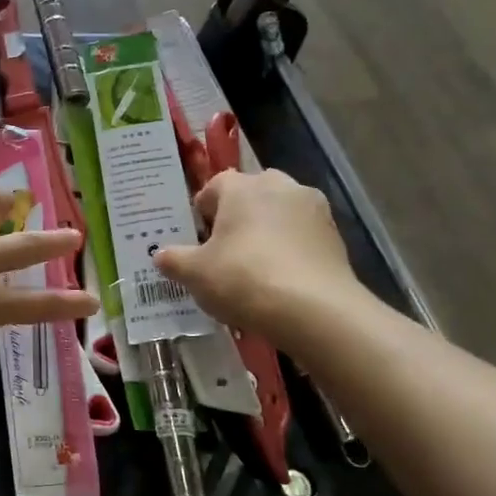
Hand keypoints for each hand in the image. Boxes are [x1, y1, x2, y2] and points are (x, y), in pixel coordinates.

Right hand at [152, 169, 362, 342]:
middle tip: (224, 251)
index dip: (202, 211)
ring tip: (255, 268)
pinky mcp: (335, 235)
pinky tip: (282, 280)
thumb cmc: (243, 279)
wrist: (314, 309)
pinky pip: (302, 236)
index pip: (214, 186)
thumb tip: (160, 254)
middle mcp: (279, 185)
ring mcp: (313, 208)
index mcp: (242, 187)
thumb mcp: (195, 274)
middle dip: (237, 217)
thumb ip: (174, 260)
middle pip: (250, 195)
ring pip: (280, 214)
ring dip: (267, 232)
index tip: (197, 239)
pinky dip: (290, 250)